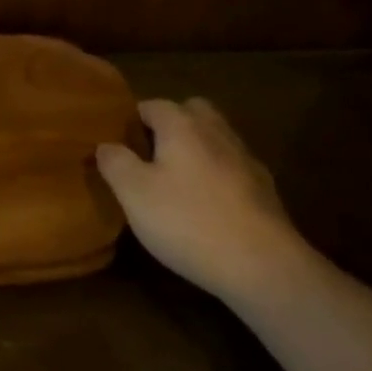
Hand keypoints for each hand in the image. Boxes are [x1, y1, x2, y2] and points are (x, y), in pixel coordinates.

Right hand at [96, 98, 307, 302]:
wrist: (264, 266)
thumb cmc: (188, 221)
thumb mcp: (134, 193)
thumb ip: (115, 162)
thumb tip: (106, 145)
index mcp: (182, 124)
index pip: (151, 105)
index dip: (132, 121)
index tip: (119, 146)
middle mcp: (215, 131)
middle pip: (190, 112)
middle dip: (171, 125)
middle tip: (151, 156)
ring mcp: (245, 158)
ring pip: (214, 138)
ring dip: (197, 150)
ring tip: (178, 182)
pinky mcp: (265, 189)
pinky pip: (233, 168)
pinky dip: (219, 176)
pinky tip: (209, 206)